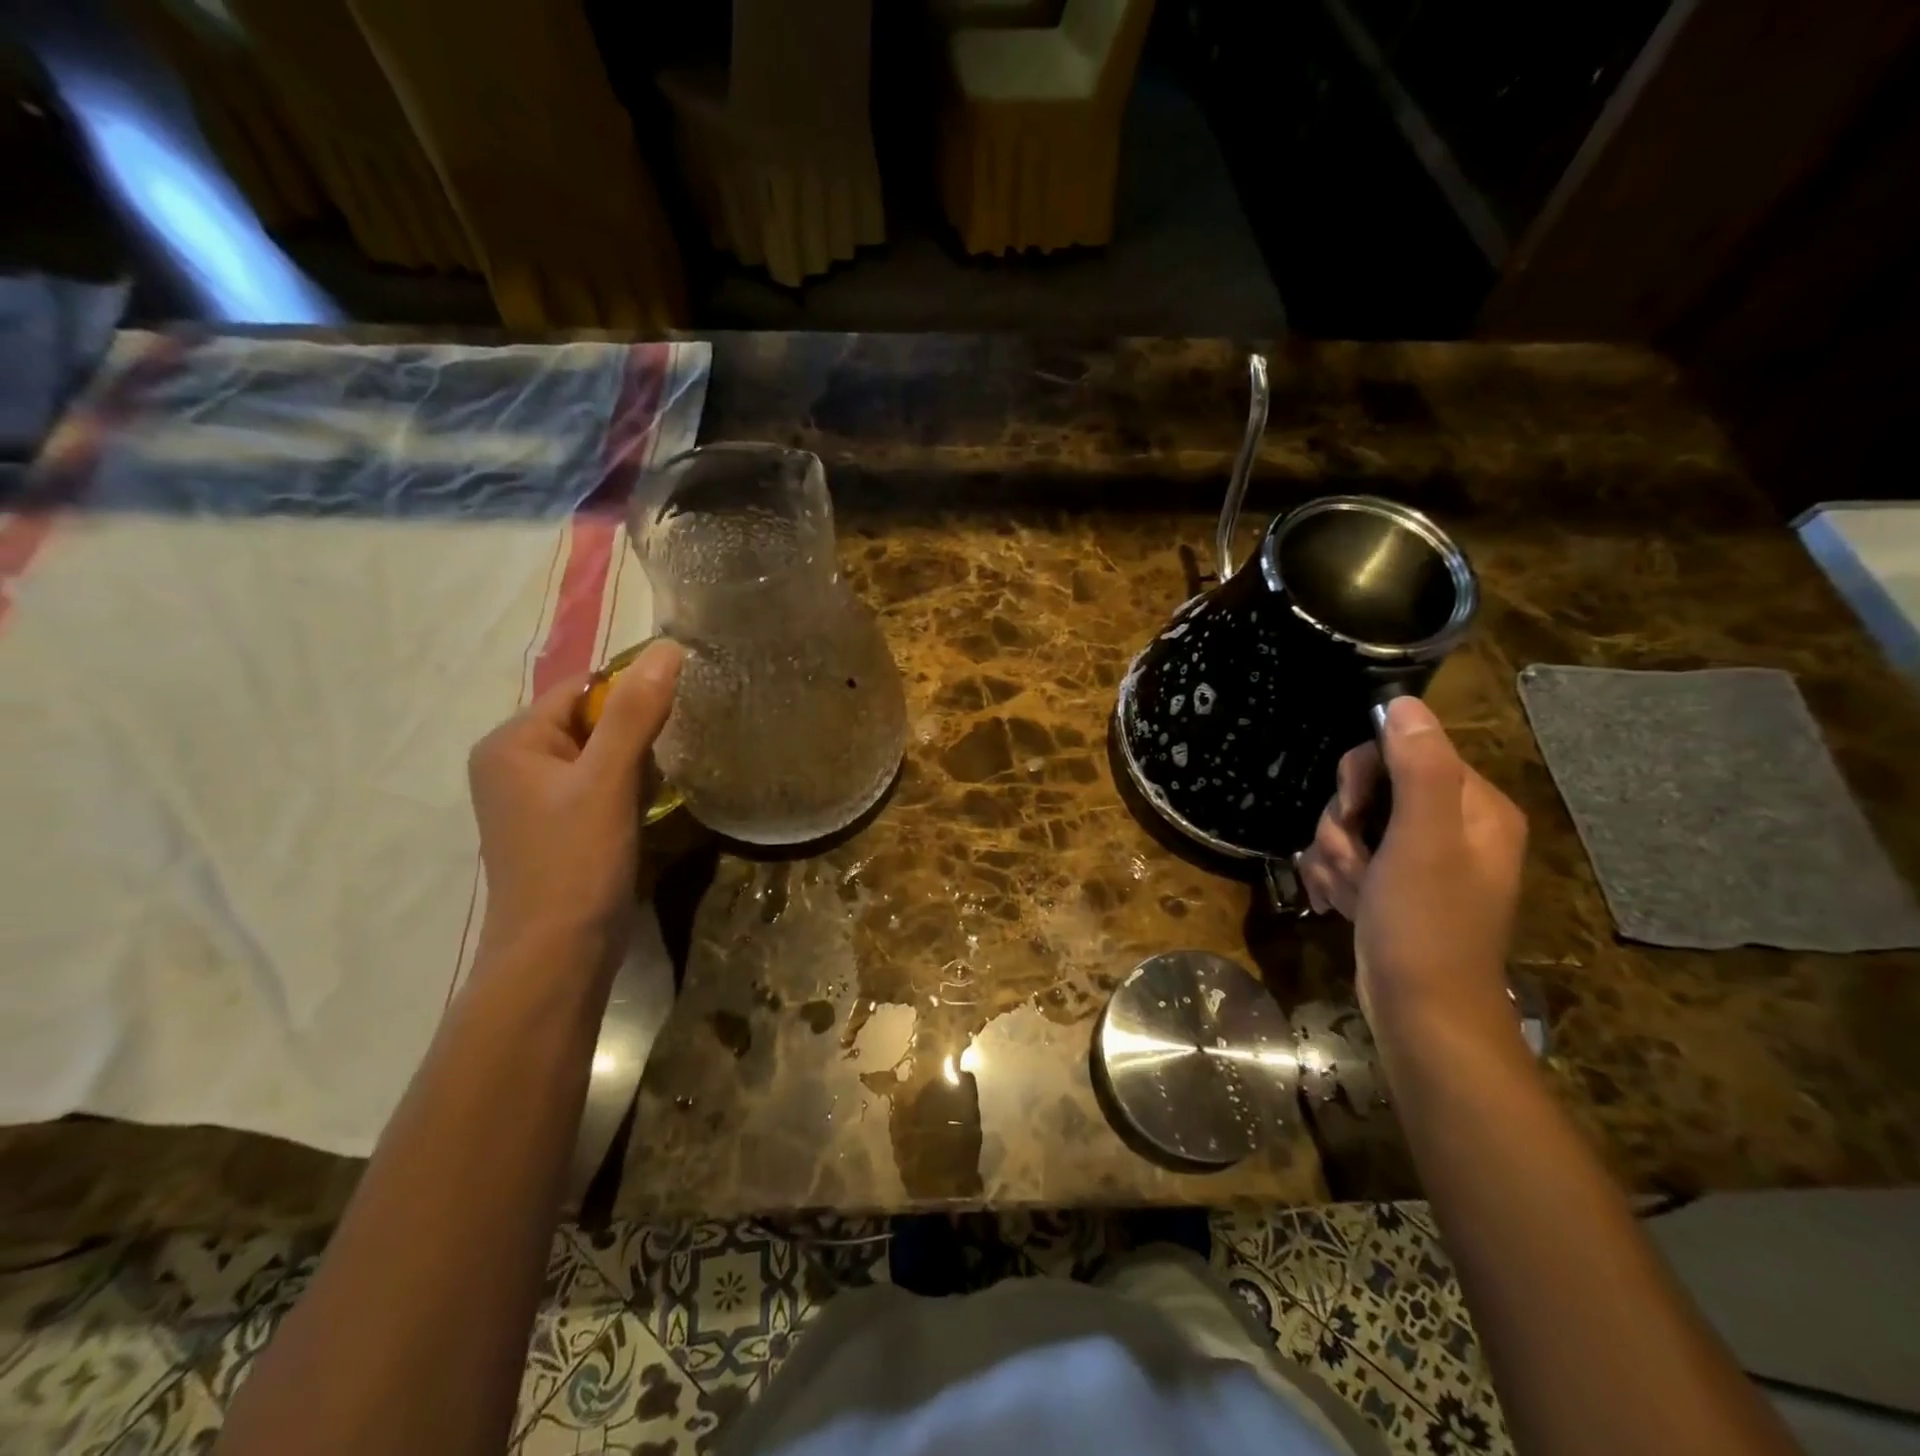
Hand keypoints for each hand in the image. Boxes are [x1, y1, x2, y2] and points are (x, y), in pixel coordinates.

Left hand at [468, 641, 682, 951]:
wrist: (557, 956)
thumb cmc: (576, 863)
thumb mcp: (608, 781)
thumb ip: (635, 713)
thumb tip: (669, 649)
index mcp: (511, 742)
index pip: (581, 689)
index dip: (632, 693)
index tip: (679, 709)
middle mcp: (513, 763)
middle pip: (589, 720)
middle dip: (635, 732)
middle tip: (674, 752)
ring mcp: (532, 798)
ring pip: (598, 754)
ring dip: (635, 761)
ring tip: (662, 781)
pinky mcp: (555, 825)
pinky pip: (597, 785)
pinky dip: (627, 787)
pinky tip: (648, 805)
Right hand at [1297, 696, 1526, 1032]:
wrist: (1421, 1014)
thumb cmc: (1426, 924)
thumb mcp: (1422, 840)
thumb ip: (1417, 767)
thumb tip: (1403, 702)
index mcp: (1473, 807)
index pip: (1402, 751)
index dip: (1362, 776)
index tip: (1349, 811)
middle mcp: (1451, 827)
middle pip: (1369, 791)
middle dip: (1342, 826)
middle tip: (1351, 861)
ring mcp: (1420, 859)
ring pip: (1350, 826)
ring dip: (1334, 856)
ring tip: (1348, 893)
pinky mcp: (1393, 886)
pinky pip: (1348, 858)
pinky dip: (1334, 877)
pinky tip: (1338, 904)